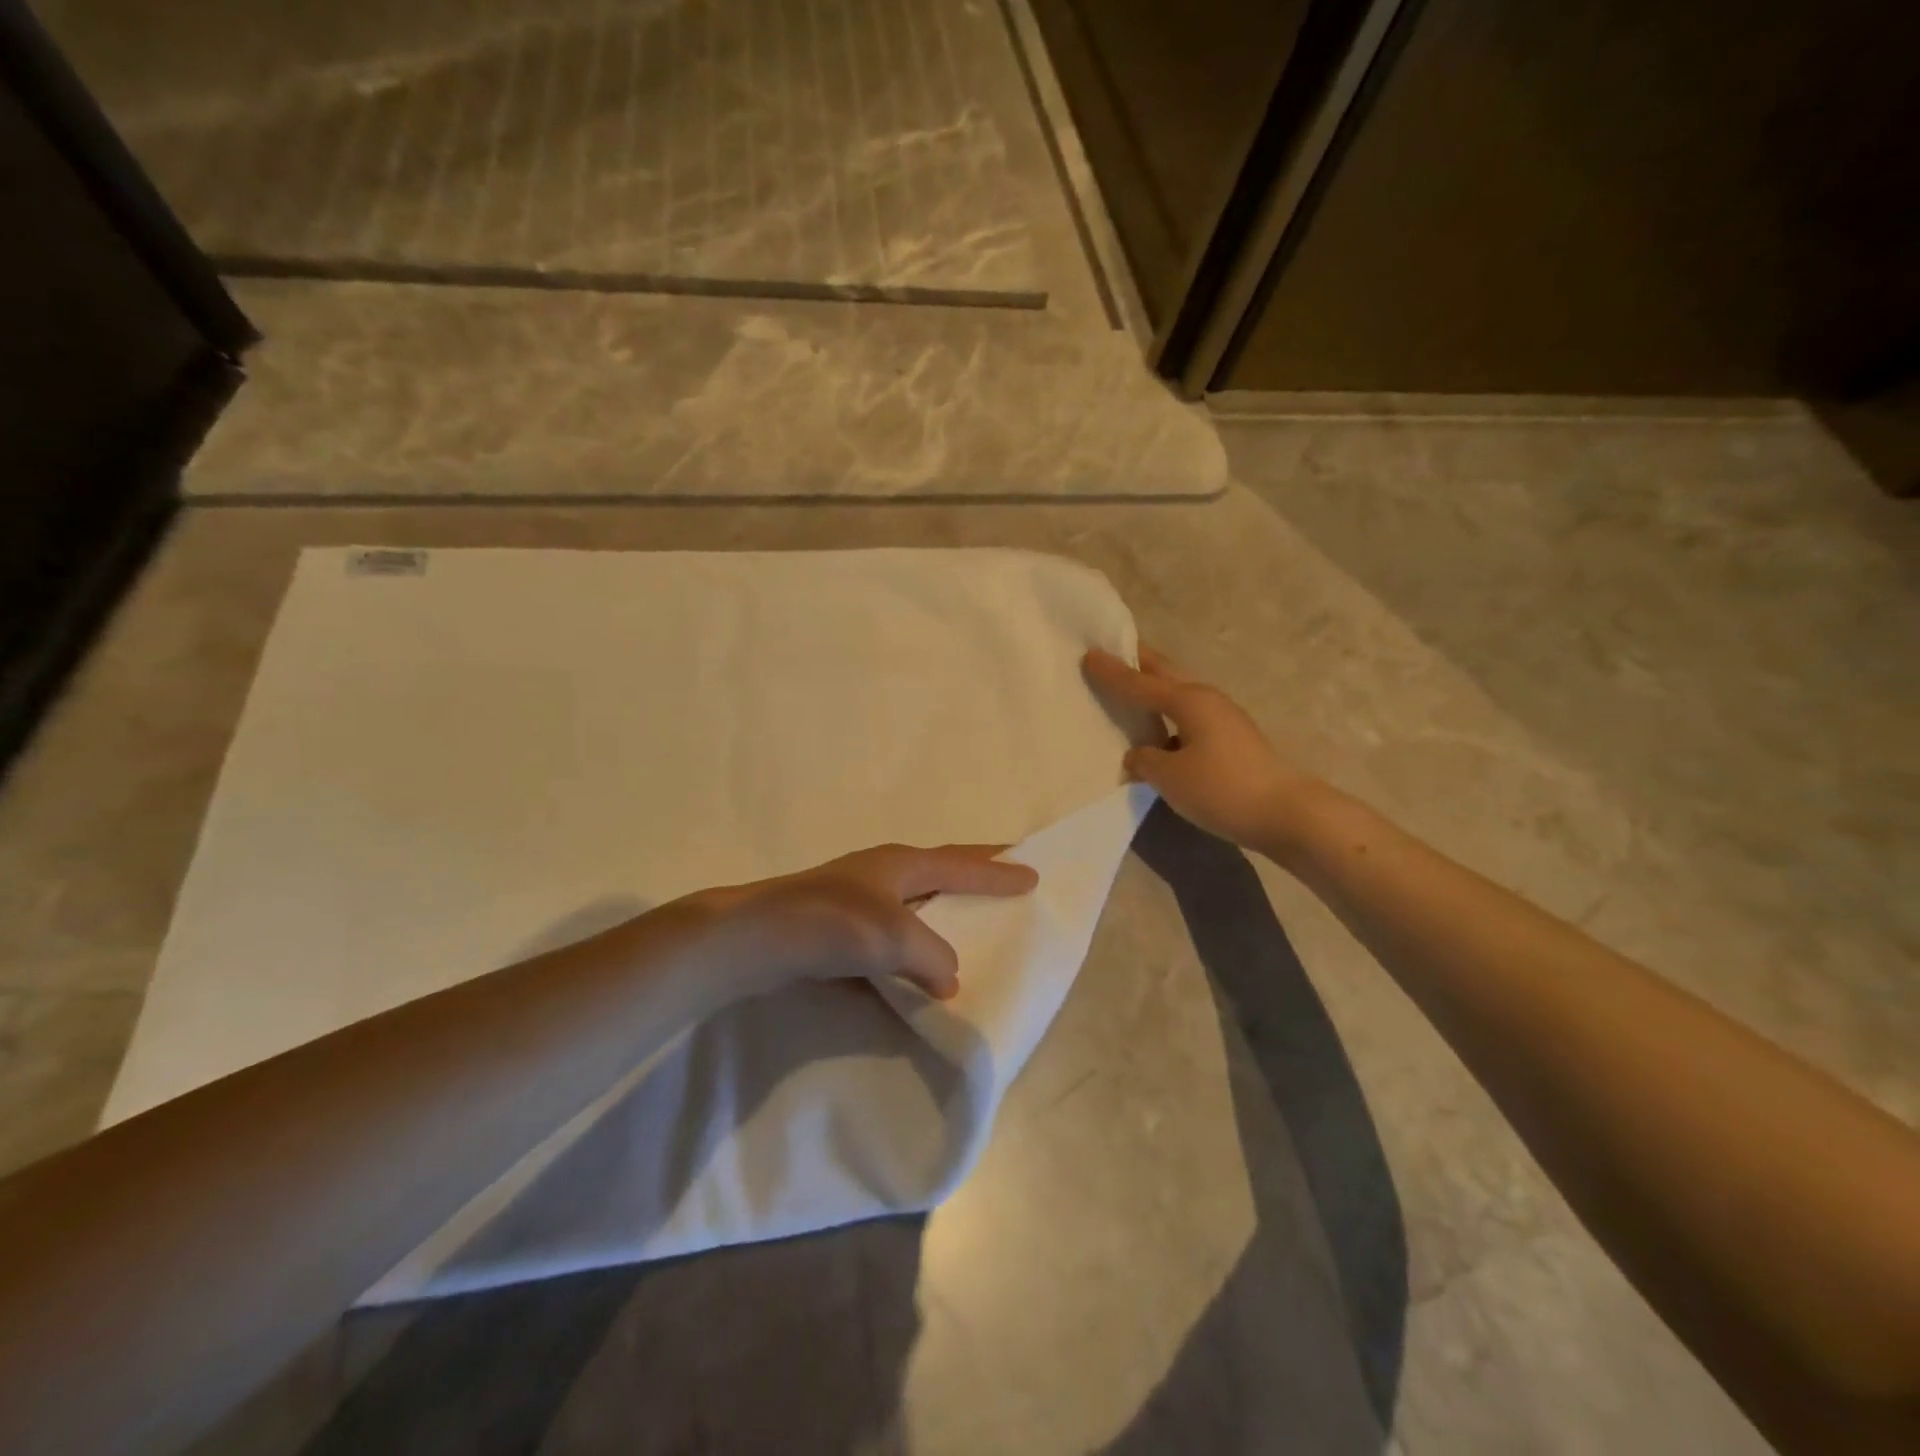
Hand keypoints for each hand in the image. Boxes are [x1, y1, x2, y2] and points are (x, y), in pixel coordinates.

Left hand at [690, 844, 1038, 1001]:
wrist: (751, 940)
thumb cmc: (829, 925)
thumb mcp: (894, 938)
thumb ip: (932, 956)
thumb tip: (947, 977)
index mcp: (901, 864)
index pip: (963, 865)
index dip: (998, 872)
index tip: (1034, 874)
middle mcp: (882, 875)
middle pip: (941, 872)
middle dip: (975, 875)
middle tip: (1008, 878)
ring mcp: (856, 900)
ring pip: (914, 907)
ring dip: (943, 914)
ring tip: (970, 928)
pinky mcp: (836, 931)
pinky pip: (890, 938)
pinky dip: (911, 949)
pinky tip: (917, 972)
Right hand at [1085, 646, 1320, 854]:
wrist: (1287, 813)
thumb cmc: (1223, 788)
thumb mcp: (1171, 777)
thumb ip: (1146, 760)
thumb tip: (1139, 754)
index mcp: (1188, 701)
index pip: (1139, 683)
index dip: (1112, 672)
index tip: (1088, 654)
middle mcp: (1206, 700)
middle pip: (1166, 674)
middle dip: (1140, 661)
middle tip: (1116, 649)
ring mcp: (1224, 719)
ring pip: (1180, 694)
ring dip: (1156, 687)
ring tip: (1132, 686)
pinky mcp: (1232, 741)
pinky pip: (1189, 717)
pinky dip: (1169, 715)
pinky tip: (1158, 731)